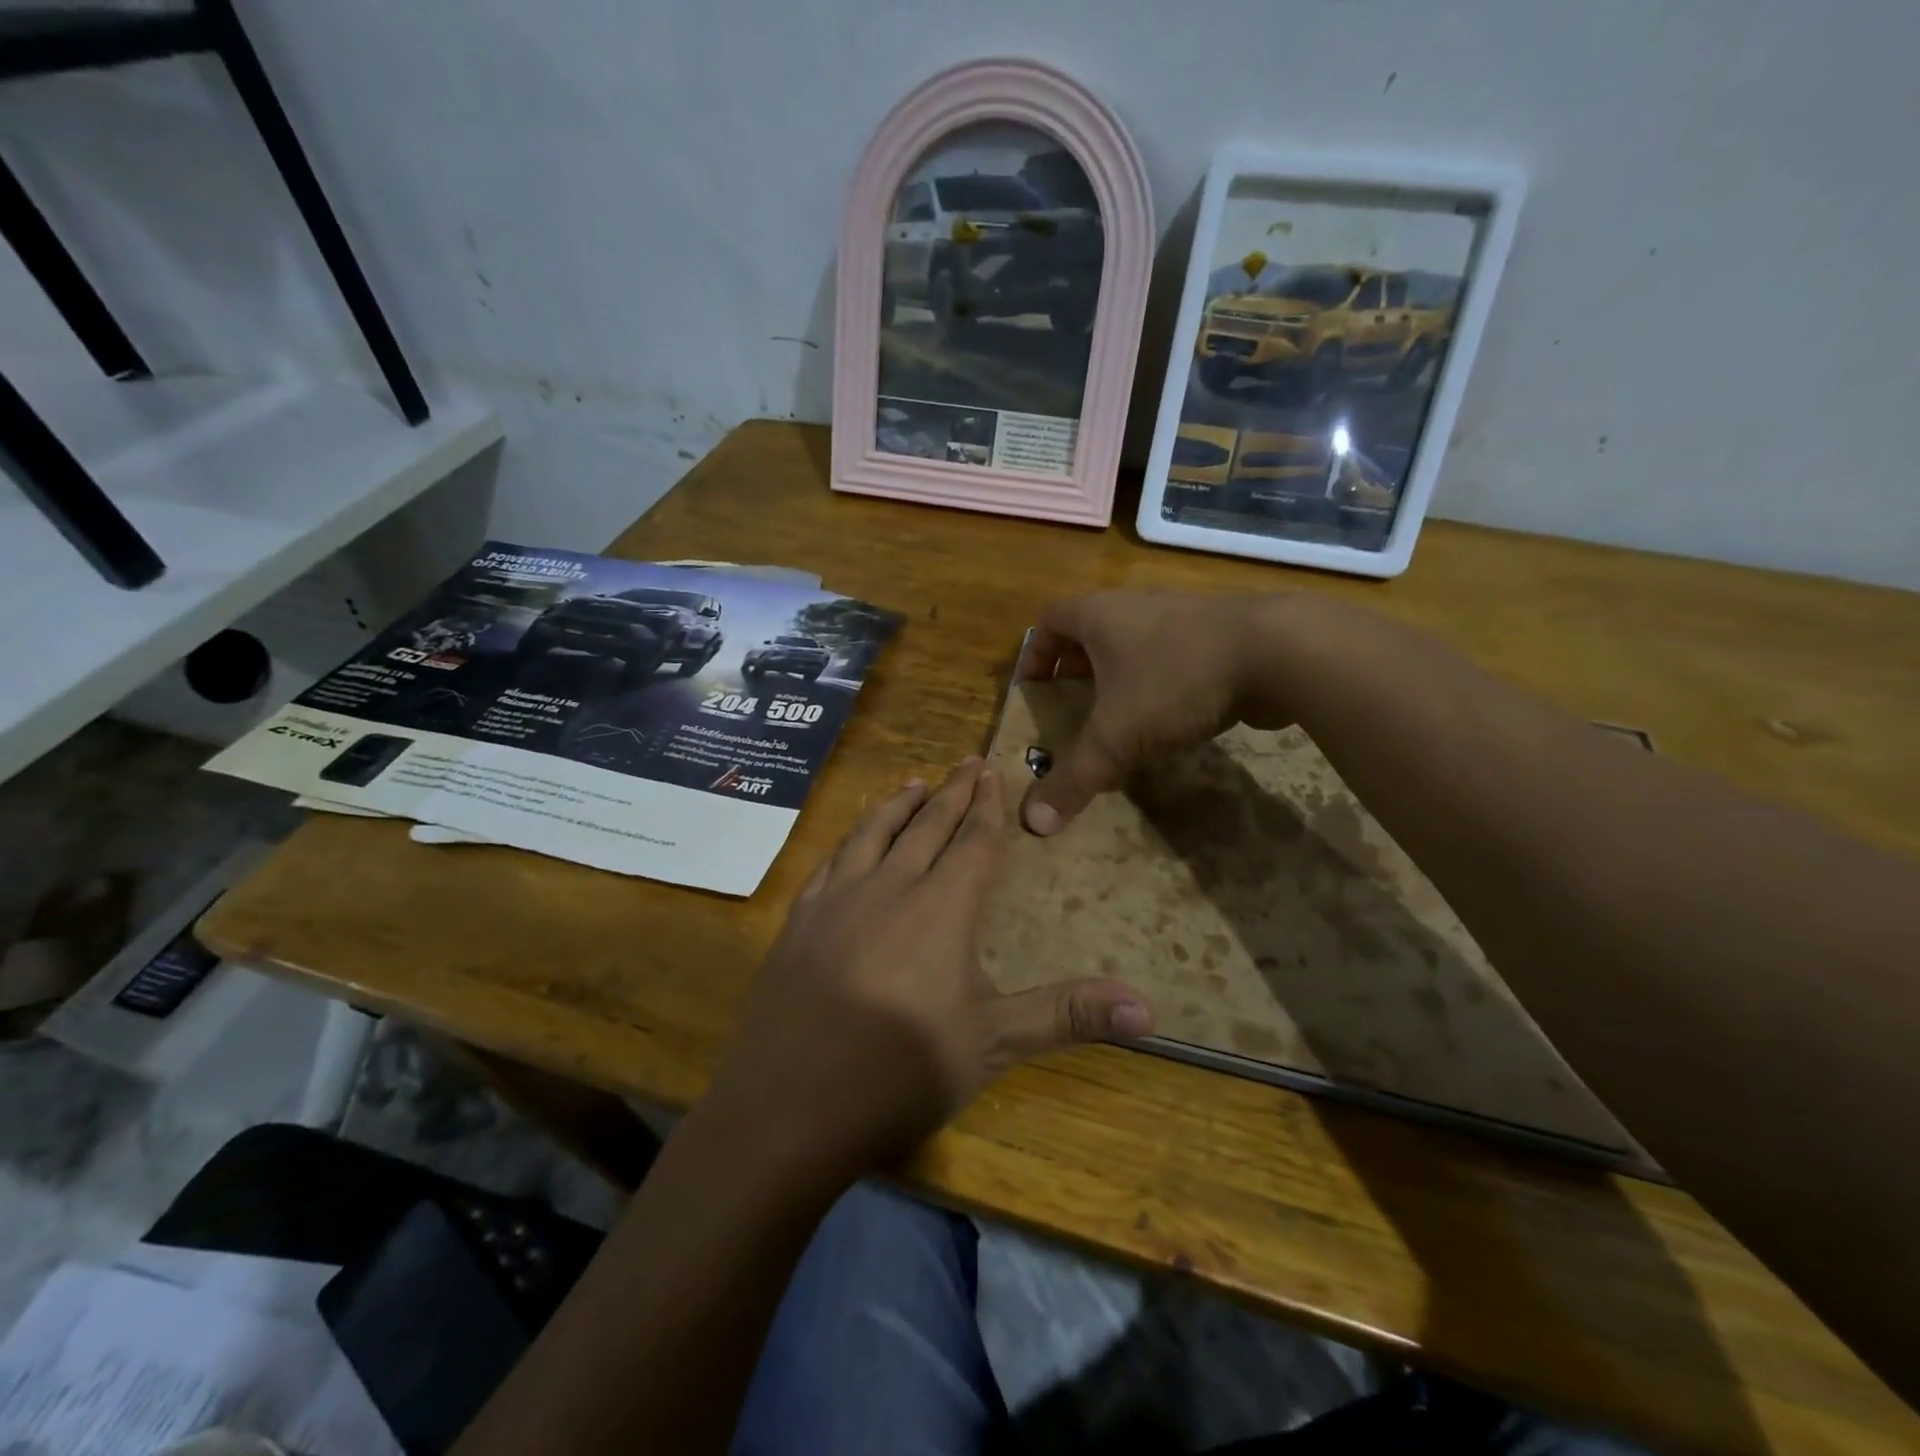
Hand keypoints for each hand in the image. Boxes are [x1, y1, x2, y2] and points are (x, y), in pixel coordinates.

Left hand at [707, 758, 1152, 1177]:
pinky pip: (830, 863)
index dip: (987, 807)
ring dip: (898, 805)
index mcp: (940, 910)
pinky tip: (851, 843)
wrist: (787, 1109)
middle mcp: (888, 889)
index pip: (972, 843)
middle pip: (925, 827)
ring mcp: (835, 902)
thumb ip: (1066, 1015)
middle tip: (965, 763)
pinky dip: (850, 840)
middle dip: (951, 793)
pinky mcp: (798, 924)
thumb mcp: (993, 1045)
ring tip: (914, 784)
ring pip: (872, 834)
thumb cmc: (899, 1074)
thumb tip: (1150, 1009)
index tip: (992, 772)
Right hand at [1017, 591, 1282, 835]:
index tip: (1033, 691)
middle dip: (1076, 673)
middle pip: (1090, 634)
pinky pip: (1172, 658)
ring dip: (1121, 680)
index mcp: (1099, 616)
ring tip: (1117, 723)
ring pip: (1134, 646)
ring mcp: (1180, 618)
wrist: (1278, 652)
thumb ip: (1074, 779)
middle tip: (1071, 712)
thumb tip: (1033, 825)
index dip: (1034, 656)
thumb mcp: (1116, 737)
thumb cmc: (1176, 681)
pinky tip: (1170, 722)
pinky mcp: (1218, 638)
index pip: (1049, 623)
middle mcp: (1135, 607)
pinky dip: (1160, 686)